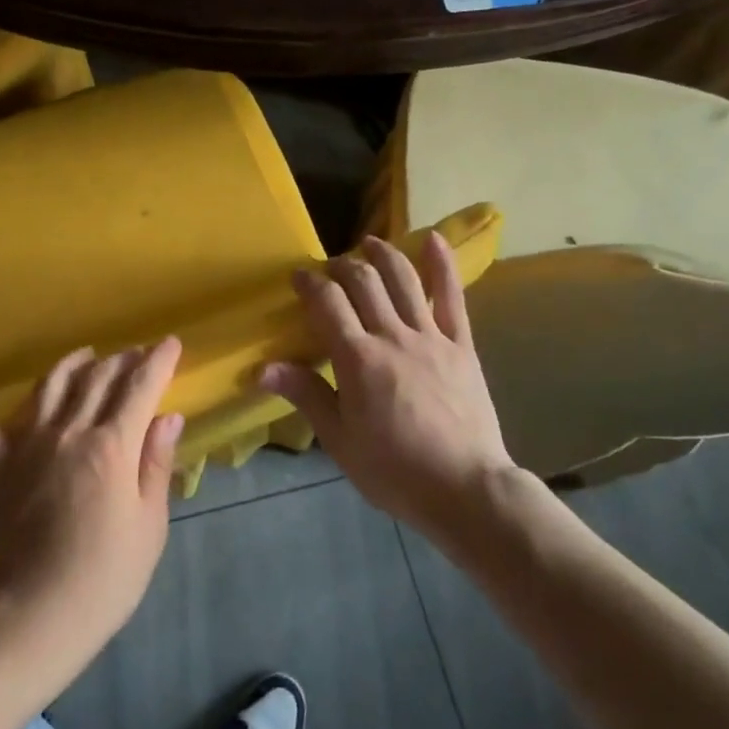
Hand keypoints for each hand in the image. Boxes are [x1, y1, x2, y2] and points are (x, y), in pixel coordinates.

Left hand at [0, 340, 183, 693]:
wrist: (36, 615)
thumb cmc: (106, 576)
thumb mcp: (149, 524)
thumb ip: (156, 463)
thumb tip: (169, 416)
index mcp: (112, 446)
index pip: (140, 387)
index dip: (159, 361)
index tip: (171, 343)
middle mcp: (68, 432)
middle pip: (98, 378)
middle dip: (123, 359)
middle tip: (138, 354)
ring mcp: (26, 445)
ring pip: (50, 385)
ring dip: (72, 363)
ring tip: (88, 355)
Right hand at [260, 234, 513, 539]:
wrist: (466, 490)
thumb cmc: (394, 471)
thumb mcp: (339, 440)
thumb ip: (305, 395)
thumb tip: (262, 369)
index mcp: (358, 359)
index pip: (327, 303)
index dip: (310, 283)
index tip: (298, 277)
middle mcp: (392, 336)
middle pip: (363, 282)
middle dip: (341, 266)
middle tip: (329, 268)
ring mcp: (431, 337)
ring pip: (404, 279)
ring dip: (382, 255)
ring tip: (368, 244)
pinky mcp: (462, 345)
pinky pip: (453, 297)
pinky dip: (442, 265)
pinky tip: (434, 239)